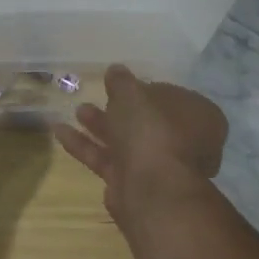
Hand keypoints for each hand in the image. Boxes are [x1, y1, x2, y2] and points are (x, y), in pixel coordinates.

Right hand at [53, 65, 227, 231]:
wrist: (150, 189)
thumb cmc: (152, 130)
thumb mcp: (132, 93)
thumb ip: (122, 81)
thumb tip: (116, 70)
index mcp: (199, 117)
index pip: (174, 98)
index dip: (148, 90)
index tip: (125, 85)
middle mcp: (184, 143)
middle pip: (148, 121)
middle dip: (120, 109)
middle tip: (100, 96)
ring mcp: (158, 166)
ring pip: (126, 141)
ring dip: (100, 125)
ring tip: (77, 111)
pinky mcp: (133, 184)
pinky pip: (108, 159)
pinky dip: (85, 145)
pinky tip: (59, 131)